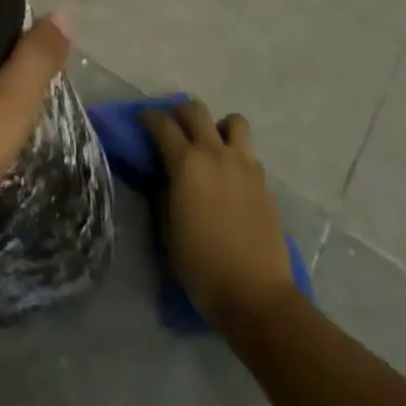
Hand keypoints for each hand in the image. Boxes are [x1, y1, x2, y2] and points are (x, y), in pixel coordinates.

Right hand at [142, 100, 296, 333]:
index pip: (163, 125)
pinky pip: (248, 153)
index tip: (142, 119)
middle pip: (196, 111)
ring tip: (212, 144)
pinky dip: (236, 154)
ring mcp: (244, 165)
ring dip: (218, 126)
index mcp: (187, 164)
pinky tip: (230, 177)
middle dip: (180, 112)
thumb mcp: (168, 231)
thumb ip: (165, 195)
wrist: (255, 295)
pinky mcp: (264, 182)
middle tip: (174, 125)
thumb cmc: (202, 267)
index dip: (149, 117)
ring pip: (233, 121)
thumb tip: (166, 178)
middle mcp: (216, 154)